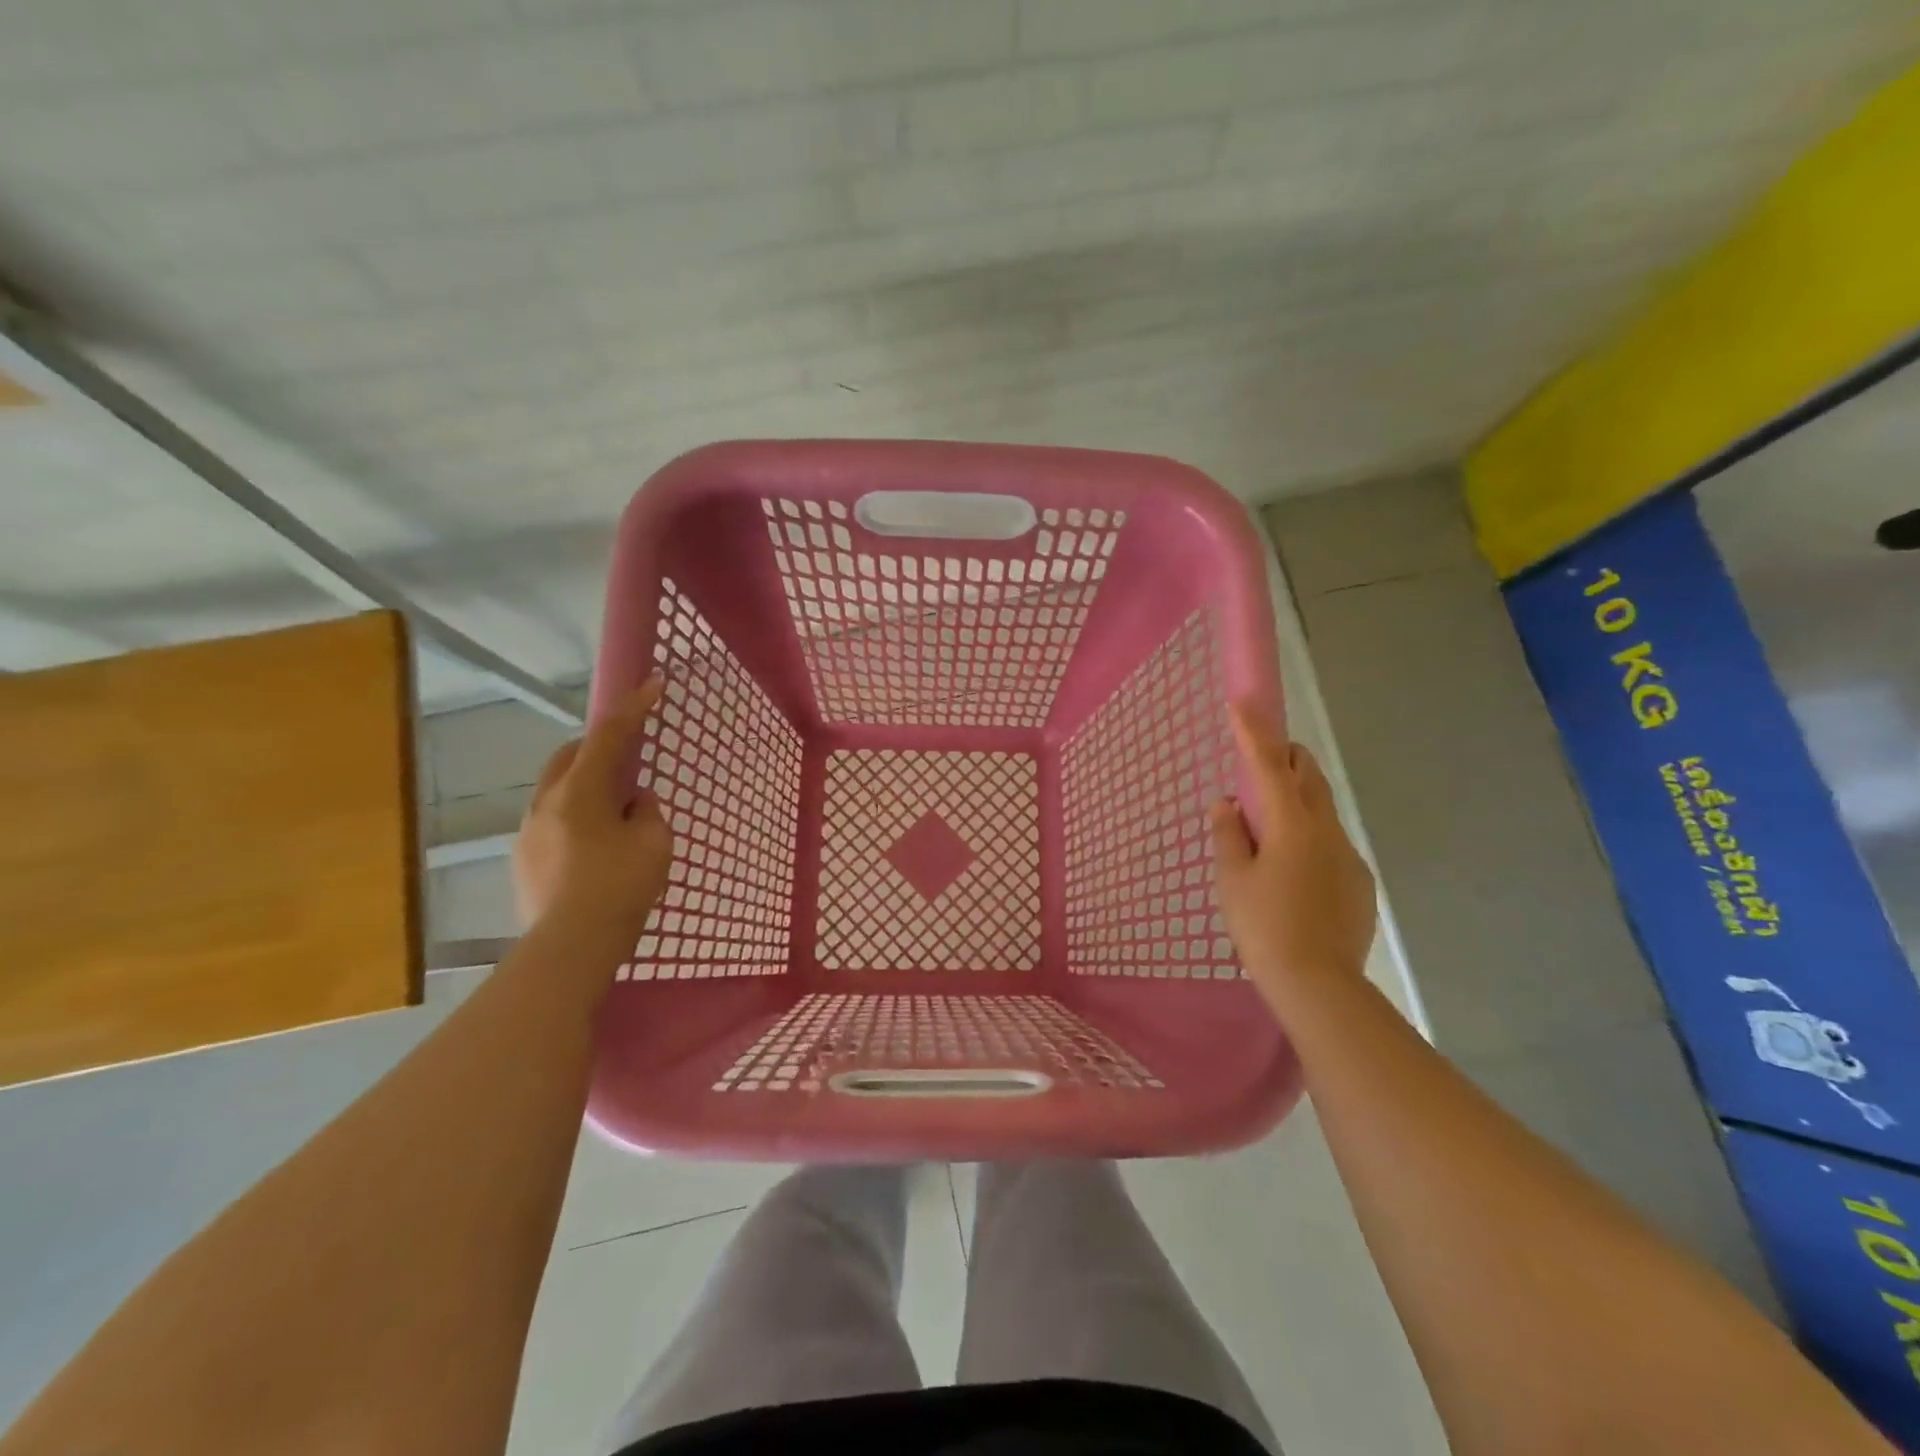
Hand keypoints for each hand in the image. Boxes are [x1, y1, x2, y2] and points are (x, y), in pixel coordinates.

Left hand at [513, 678, 672, 944]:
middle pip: (569, 757)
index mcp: (578, 792)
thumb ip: (648, 813)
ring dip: (586, 786)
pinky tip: (596, 846)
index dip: (633, 708)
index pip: (609, 737)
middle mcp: (545, 804)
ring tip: (617, 812)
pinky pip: (552, 821)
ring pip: (557, 791)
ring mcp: (528, 833)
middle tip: (629, 758)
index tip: (653, 683)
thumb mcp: (654, 844)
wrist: (571, 947)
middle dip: (598, 747)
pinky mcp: (523, 861)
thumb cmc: (620, 887)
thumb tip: (635, 803)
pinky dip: (576, 817)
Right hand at [1211, 705, 1376, 1003]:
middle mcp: (1327, 830)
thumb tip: (1227, 803)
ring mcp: (1349, 856)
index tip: (1243, 702)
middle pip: (1310, 777)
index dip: (1254, 732)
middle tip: (1261, 765)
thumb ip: (1228, 834)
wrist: (1319, 984)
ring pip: (1322, 812)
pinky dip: (1311, 842)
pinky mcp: (1360, 883)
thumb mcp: (1232, 879)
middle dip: (1287, 759)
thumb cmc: (1263, 926)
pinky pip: (1332, 846)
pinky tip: (1294, 877)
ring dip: (1297, 805)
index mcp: (1291, 824)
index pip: (1269, 765)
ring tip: (1270, 835)